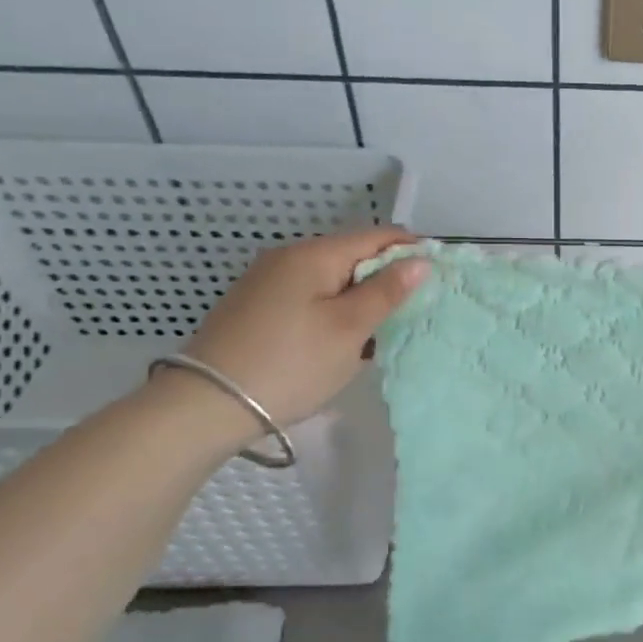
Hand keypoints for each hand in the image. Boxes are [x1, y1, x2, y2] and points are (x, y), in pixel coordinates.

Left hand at [174, 227, 428, 432]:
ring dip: (360, 298)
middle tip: (413, 313)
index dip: (411, 251)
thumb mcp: (348, 329)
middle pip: (353, 256)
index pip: (377, 236)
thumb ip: (386, 292)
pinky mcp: (255, 307)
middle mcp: (288, 257)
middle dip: (386, 278)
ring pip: (331, 279)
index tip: (437, 280)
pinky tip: (341, 341)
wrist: (205, 405)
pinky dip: (333, 311)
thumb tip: (420, 260)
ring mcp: (267, 282)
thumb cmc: (290, 364)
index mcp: (314, 254)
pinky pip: (309, 297)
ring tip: (381, 332)